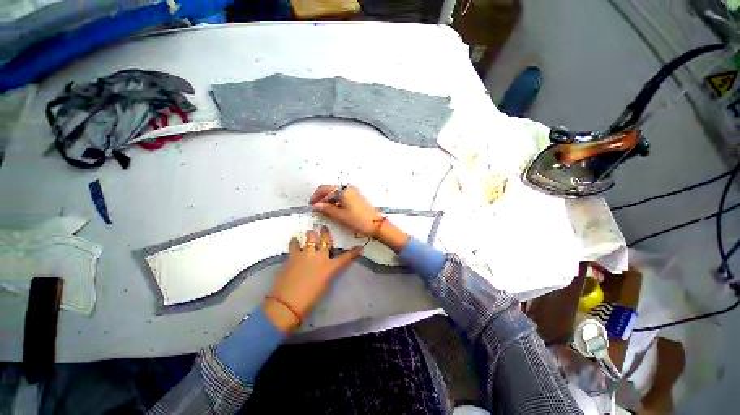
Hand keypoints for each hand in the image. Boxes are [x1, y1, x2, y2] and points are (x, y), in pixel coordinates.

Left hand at [264, 226, 360, 332]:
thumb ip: (328, 272)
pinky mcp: (293, 256)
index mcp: (330, 267)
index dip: (353, 252)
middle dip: (325, 232)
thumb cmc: (309, 299)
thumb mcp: (325, 285)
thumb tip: (327, 266)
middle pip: (325, 240)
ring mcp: (306, 254)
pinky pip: (294, 245)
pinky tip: (294, 240)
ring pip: (310, 237)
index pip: (345, 257)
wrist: (288, 303)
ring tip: (310, 232)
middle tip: (324, 228)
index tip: (359, 247)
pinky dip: (295, 242)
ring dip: (311, 234)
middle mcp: (319, 257)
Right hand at [310, 185, 409, 251]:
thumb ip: (326, 209)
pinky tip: (335, 211)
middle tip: (317, 209)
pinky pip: (343, 198)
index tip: (311, 204)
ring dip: (330, 201)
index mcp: (343, 190)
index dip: (316, 196)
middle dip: (322, 199)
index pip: (325, 189)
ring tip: (325, 211)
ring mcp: (354, 193)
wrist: (375, 225)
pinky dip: (337, 203)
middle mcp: (349, 189)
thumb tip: (316, 205)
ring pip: (337, 195)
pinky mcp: (357, 198)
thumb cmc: (357, 220)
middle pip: (331, 191)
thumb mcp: (339, 215)